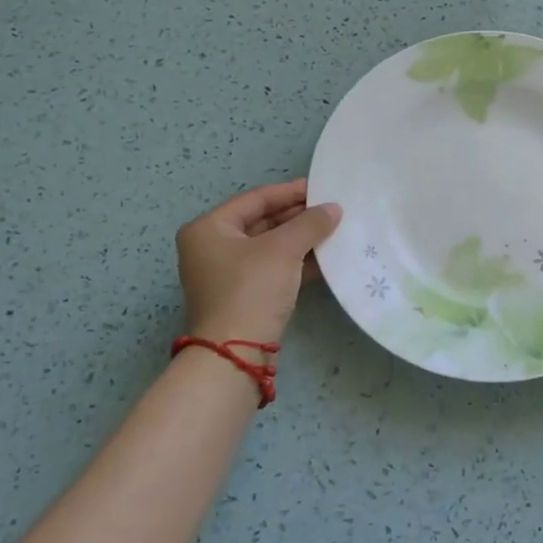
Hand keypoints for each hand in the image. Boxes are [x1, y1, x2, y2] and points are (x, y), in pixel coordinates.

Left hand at [177, 179, 341, 346]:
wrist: (235, 353)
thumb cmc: (251, 289)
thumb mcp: (283, 250)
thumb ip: (310, 224)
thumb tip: (333, 208)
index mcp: (209, 229)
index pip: (255, 199)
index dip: (290, 192)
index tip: (321, 188)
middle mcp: (211, 248)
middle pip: (261, 222)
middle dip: (297, 217)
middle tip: (330, 210)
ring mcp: (225, 274)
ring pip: (269, 247)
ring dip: (299, 240)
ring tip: (332, 231)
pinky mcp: (242, 296)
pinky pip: (271, 269)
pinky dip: (295, 262)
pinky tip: (324, 259)